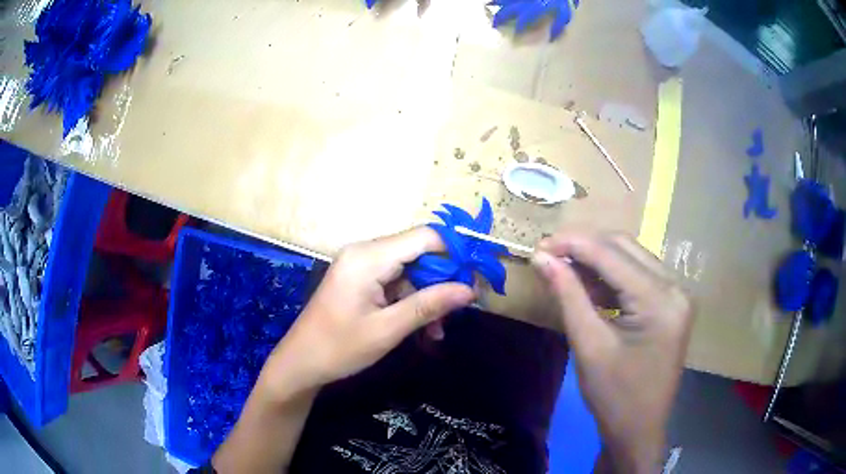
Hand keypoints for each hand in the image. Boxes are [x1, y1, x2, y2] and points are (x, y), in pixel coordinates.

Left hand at [256, 227, 474, 400]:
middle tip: (462, 307)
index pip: (424, 237)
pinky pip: (395, 282)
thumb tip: (470, 290)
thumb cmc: (339, 348)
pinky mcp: (360, 278)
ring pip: (410, 270)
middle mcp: (364, 252)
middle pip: (418, 252)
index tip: (478, 274)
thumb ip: (429, 305)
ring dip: (428, 297)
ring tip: (439, 331)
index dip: (455, 251)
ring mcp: (361, 265)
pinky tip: (422, 328)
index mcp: (368, 257)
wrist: (300, 363)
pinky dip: (411, 301)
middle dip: (443, 280)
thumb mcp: (388, 329)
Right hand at [531, 231, 692, 472]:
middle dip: (584, 246)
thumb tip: (542, 257)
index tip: (538, 244)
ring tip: (565, 270)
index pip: (611, 254)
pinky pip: (639, 275)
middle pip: (625, 247)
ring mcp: (677, 294)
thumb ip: (567, 295)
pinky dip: (612, 275)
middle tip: (549, 256)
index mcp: (660, 300)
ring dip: (597, 259)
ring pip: (632, 257)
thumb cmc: (614, 397)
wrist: (639, 429)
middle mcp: (675, 287)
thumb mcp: (588, 346)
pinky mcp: (671, 303)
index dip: (572, 243)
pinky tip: (590, 286)